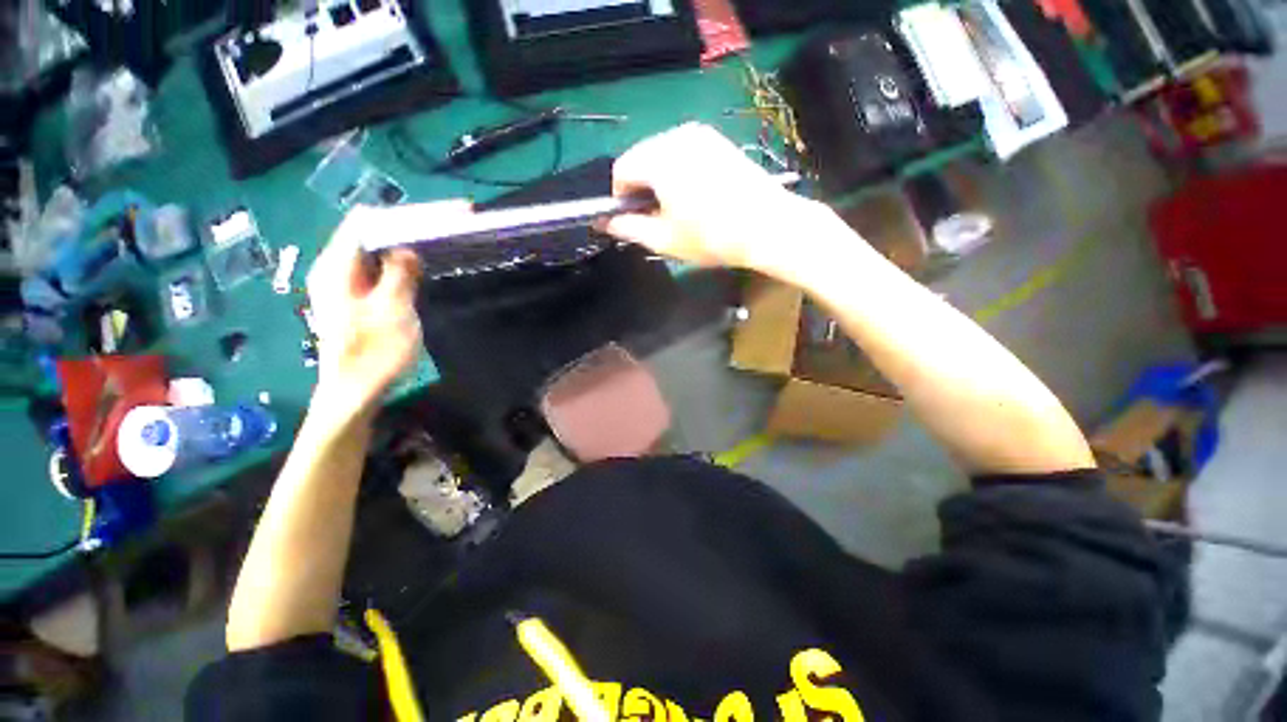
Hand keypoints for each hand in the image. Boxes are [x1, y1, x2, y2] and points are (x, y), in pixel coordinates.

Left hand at [306, 200, 470, 415]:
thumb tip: (407, 249)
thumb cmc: (373, 353)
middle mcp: (336, 269)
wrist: (355, 392)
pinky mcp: (357, 300)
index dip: (404, 214)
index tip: (440, 214)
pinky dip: (401, 264)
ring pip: (377, 251)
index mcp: (336, 267)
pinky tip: (421, 266)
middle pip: (371, 233)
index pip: (368, 222)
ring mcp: (345, 285)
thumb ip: (399, 274)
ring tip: (440, 239)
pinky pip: (379, 270)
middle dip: (409, 226)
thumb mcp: (393, 310)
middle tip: (446, 225)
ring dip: (406, 244)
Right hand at [604, 123, 826, 276]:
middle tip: (656, 218)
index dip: (620, 197)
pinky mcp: (718, 141)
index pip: (621, 170)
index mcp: (659, 159)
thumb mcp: (664, 239)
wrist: (768, 227)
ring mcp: (701, 135)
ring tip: (678, 210)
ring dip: (660, 180)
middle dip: (641, 187)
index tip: (632, 219)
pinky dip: (679, 171)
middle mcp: (677, 136)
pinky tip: (696, 196)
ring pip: (662, 154)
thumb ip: (629, 228)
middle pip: (641, 158)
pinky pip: (684, 152)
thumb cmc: (712, 237)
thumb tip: (606, 222)